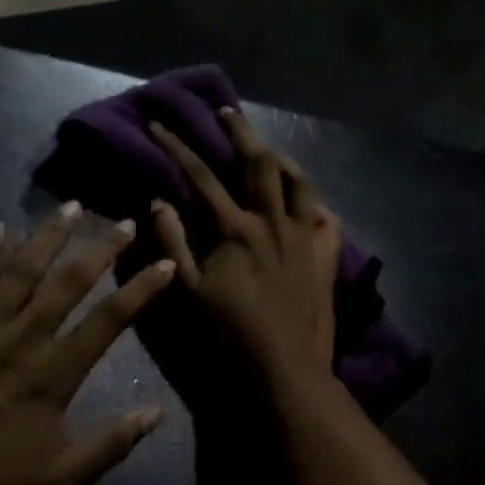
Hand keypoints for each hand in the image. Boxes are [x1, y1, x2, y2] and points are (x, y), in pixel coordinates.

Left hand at [0, 205, 175, 484]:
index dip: (141, 290)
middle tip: (122, 221)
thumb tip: (158, 411)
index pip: (108, 320)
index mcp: (52, 376)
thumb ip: (109, 444)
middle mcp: (20, 340)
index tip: (165, 264)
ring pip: (20, 271)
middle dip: (100, 249)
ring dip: (47, 236)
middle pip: (68, 283)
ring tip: (70, 207)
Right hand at [147, 109, 342, 385]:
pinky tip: (306, 203)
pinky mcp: (324, 258)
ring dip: (281, 158)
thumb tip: (159, 201)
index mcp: (236, 229)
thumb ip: (172, 244)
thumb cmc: (229, 337)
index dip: (177, 147)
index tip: (159, 124)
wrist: (285, 372)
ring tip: (267, 149)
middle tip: (225, 112)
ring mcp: (304, 238)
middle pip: (259, 162)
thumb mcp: (188, 293)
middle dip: (240, 131)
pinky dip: (315, 204)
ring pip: (299, 182)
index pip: (201, 176)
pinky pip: (326, 220)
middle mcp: (273, 222)